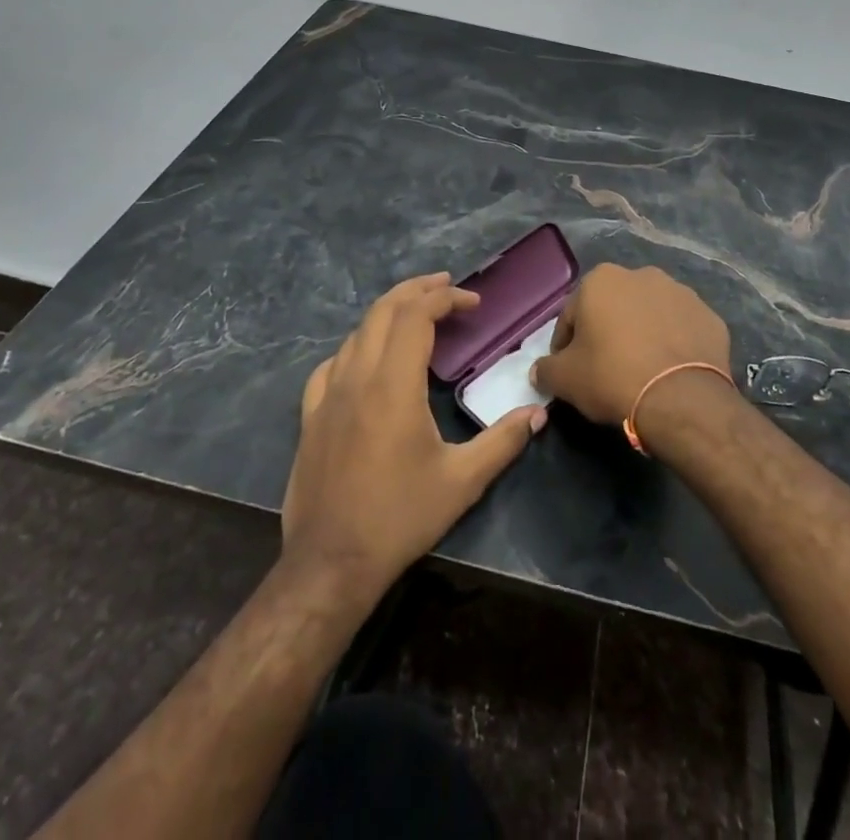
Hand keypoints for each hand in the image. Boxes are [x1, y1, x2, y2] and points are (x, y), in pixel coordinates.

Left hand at [282, 273, 544, 595]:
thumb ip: (503, 442)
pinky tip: (366, 359)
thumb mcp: (462, 481)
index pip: (416, 317)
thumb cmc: (400, 517)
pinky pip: (332, 364)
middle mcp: (357, 377)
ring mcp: (328, 395)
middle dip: (416, 290)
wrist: (331, 563)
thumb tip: (538, 413)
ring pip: (356, 333)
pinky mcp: (311, 416)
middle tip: (446, 287)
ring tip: (415, 316)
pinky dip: (356, 347)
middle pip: (383, 311)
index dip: (445, 299)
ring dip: (388, 314)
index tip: (473, 303)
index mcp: (394, 385)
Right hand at [530, 263, 731, 425]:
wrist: (682, 399)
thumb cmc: (613, 377)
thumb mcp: (565, 379)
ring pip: (650, 315)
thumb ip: (546, 369)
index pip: (572, 315)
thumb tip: (540, 370)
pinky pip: (682, 329)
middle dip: (607, 333)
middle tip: (606, 369)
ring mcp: (681, 293)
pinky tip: (670, 371)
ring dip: (642, 334)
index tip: (570, 370)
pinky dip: (674, 344)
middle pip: (613, 308)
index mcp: (601, 280)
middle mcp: (641, 275)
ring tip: (641, 370)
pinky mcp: (710, 316)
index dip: (566, 345)